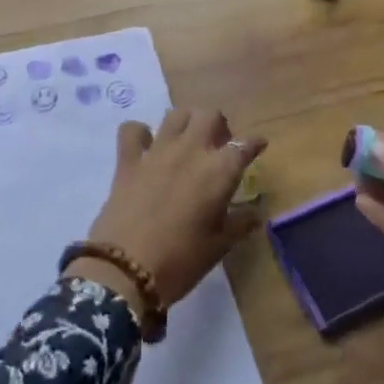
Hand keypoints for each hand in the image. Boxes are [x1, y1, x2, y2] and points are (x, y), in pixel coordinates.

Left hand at [79, 108, 265, 308]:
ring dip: (186, 122)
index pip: (243, 145)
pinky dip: (140, 133)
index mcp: (218, 171)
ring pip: (176, 114)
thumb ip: (240, 223)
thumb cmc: (181, 261)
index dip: (253, 144)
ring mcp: (156, 151)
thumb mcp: (219, 247)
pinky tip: (145, 146)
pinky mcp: (128, 159)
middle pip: (209, 115)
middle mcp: (190, 151)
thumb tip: (256, 212)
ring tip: (187, 141)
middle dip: (219, 125)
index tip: (258, 145)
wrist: (126, 269)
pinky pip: (132, 130)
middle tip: (218, 146)